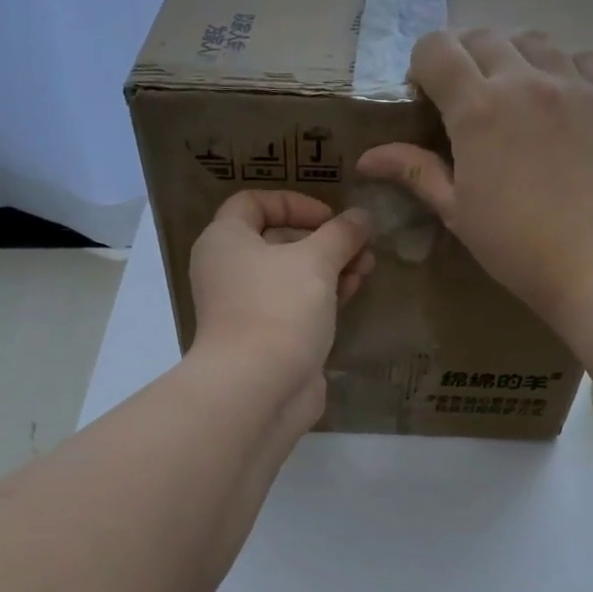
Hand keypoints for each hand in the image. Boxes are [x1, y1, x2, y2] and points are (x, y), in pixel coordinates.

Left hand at [189, 190, 374, 430]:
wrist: (258, 388)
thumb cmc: (279, 308)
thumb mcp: (316, 260)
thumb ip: (342, 233)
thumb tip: (362, 217)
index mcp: (225, 241)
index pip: (252, 203)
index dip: (294, 203)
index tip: (330, 217)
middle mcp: (229, 271)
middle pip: (277, 241)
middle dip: (324, 239)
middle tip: (361, 244)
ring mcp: (247, 308)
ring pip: (291, 276)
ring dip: (330, 267)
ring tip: (367, 268)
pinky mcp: (267, 338)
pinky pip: (296, 306)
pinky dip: (323, 296)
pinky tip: (354, 292)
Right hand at [355, 28, 592, 326]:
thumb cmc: (516, 244)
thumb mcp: (457, 210)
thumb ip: (415, 171)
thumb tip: (366, 158)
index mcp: (476, 109)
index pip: (437, 49)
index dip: (424, 64)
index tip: (426, 94)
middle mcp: (523, 80)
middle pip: (483, 36)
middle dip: (464, 56)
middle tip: (466, 96)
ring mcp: (573, 83)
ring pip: (533, 40)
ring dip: (512, 57)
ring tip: (514, 94)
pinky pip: (583, 58)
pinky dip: (562, 68)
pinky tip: (560, 100)